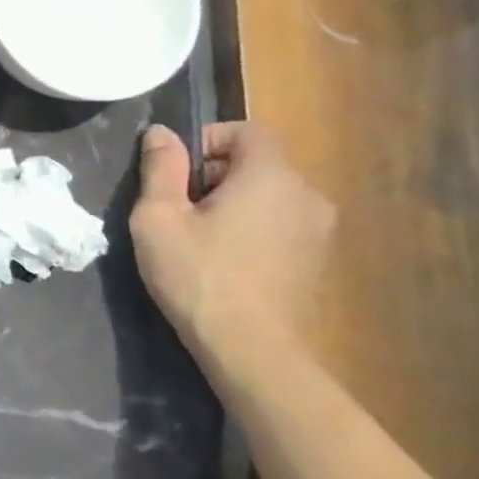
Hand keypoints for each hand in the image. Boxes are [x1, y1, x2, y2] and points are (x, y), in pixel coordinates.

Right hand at [130, 122, 333, 347]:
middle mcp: (307, 195)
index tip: (173, 170)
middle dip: (215, 174)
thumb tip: (162, 132)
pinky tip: (224, 261)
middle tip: (176, 207)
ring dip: (233, 203)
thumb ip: (160, 168)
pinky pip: (281, 225)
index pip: (247, 131)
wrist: (250, 347)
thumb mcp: (158, 217)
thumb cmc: (197, 274)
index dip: (208, 139)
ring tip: (197, 237)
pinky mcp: (318, 260)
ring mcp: (320, 230)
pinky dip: (252, 229)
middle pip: (259, 164)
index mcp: (271, 176)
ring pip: (270, 196)